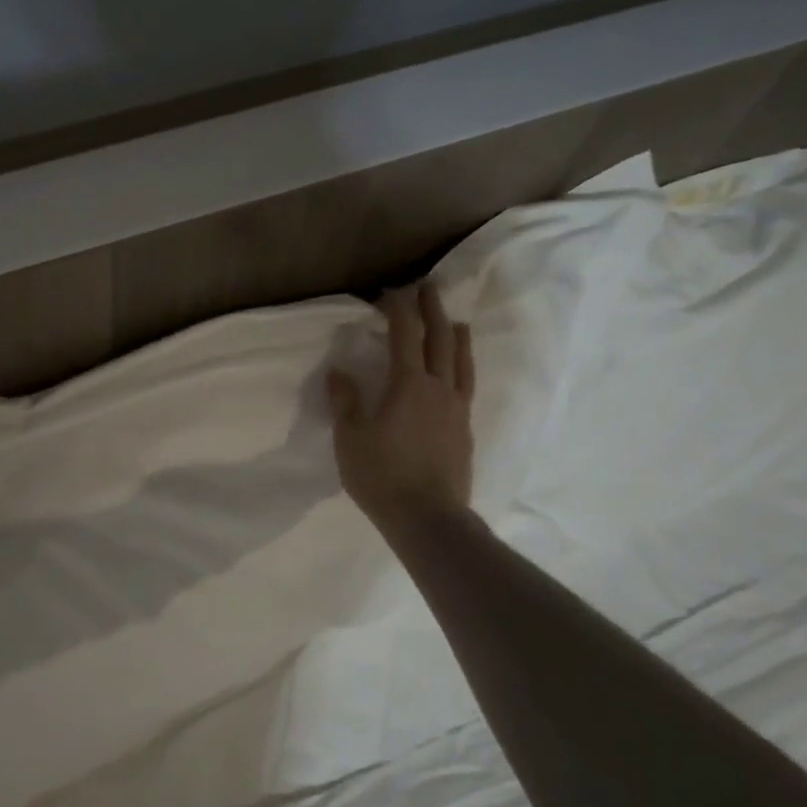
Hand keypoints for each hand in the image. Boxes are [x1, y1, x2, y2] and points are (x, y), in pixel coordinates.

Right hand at [327, 283, 474, 532]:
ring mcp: (457, 410)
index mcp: (409, 385)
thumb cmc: (382, 476)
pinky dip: (463, 366)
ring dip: (457, 336)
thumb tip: (338, 371)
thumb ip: (345, 401)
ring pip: (462, 362)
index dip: (398, 309)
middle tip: (428, 288)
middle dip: (433, 310)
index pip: (405, 335)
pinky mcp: (465, 430)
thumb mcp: (351, 439)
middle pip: (441, 339)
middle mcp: (439, 389)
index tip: (390, 292)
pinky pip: (467, 386)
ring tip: (456, 322)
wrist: (429, 518)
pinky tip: (458, 373)